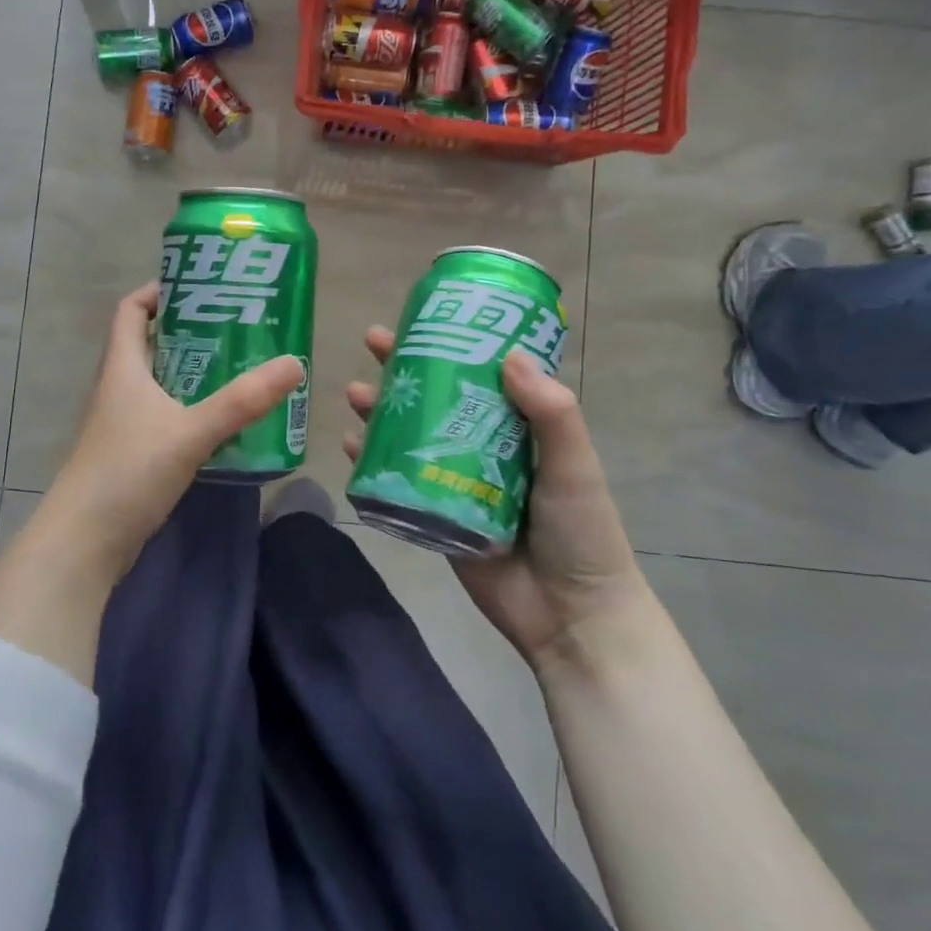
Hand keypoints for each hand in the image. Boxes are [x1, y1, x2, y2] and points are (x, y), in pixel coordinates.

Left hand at [36, 282, 302, 590]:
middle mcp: (118, 388)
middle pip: (150, 343)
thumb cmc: (128, 472)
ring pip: (159, 382)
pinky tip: (222, 420)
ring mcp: (122, 423)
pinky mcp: (131, 454)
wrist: (84, 541)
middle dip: (189, 331)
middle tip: (237, 326)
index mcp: (122, 368)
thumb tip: (294, 364)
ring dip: (193, 372)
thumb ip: (241, 401)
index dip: (159, 291)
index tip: (200, 286)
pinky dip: (190, 409)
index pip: (130, 310)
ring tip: (239, 367)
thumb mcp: (190, 431)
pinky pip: (164, 416)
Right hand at [344, 326, 647, 674]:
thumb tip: (509, 355)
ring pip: (409, 433)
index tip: (424, 316)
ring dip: (380, 411)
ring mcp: (454, 480)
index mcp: (518, 427)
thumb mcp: (574, 465)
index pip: (480, 371)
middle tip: (372, 343)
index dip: (451, 341)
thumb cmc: (580, 532)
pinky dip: (371, 460)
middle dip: (403, 368)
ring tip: (353, 393)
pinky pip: (396, 479)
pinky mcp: (433, 514)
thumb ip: (551, 413)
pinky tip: (349, 446)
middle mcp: (481, 446)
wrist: (568, 614)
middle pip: (436, 396)